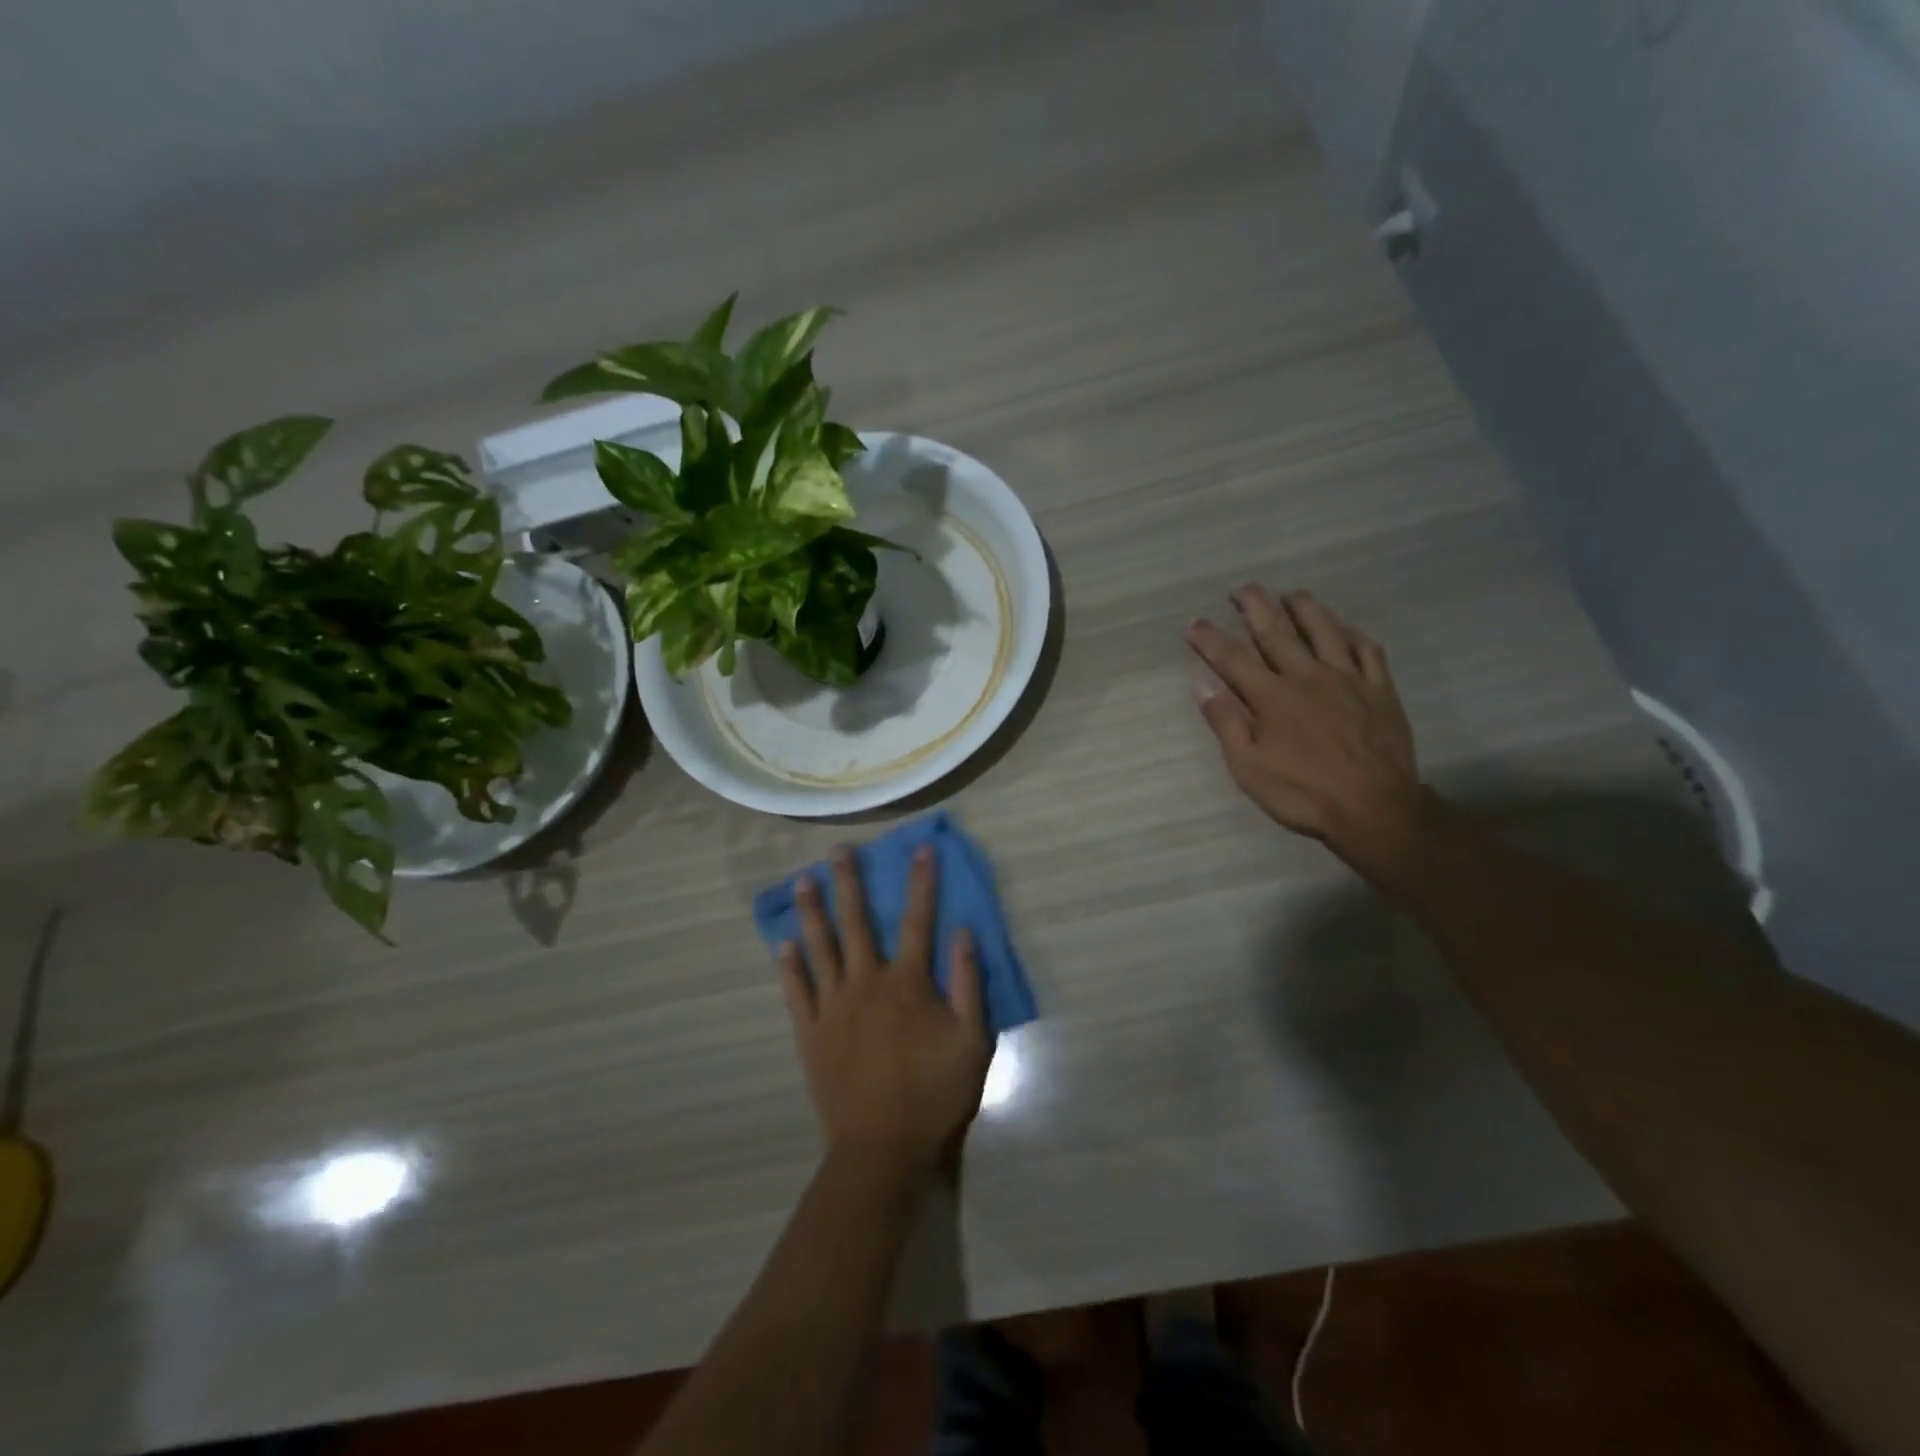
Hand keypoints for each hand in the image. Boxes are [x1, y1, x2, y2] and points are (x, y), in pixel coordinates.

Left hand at [778, 846, 990, 1174]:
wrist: (882, 1147)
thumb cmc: (934, 1093)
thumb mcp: (972, 1040)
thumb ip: (969, 983)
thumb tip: (964, 932)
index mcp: (908, 982)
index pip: (918, 919)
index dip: (921, 881)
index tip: (920, 848)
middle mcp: (866, 982)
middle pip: (856, 922)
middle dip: (850, 882)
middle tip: (838, 850)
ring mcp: (832, 1006)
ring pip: (820, 947)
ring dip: (812, 912)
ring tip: (803, 881)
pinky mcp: (810, 1032)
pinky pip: (796, 991)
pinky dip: (790, 966)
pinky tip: (783, 944)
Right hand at [1186, 586, 1425, 860]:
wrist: (1374, 809)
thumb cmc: (1302, 793)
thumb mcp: (1248, 767)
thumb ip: (1226, 722)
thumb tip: (1203, 684)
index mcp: (1271, 697)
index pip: (1231, 658)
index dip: (1209, 638)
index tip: (1193, 622)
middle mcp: (1307, 676)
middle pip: (1276, 630)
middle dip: (1254, 605)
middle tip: (1242, 589)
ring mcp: (1347, 678)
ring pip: (1324, 628)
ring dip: (1303, 607)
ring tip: (1290, 594)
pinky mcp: (1379, 688)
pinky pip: (1367, 649)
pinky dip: (1351, 632)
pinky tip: (1343, 627)